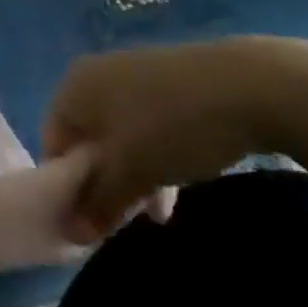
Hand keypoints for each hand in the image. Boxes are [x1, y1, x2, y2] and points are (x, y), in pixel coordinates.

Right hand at [42, 38, 296, 243]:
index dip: (68, 185)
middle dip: (106, 182)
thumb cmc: (172, 126)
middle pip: (88, 139)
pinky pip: (148, 122)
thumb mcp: (132, 172)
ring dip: (135, 174)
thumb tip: (70, 233)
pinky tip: (184, 175)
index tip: (93, 218)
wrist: (253, 85)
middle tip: (130, 216)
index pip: (53, 143)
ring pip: (121, 134)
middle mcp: (94, 74)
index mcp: (72, 87)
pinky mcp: (169, 78)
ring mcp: (132, 72)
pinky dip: (157, 152)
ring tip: (162, 209)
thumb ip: (98, 203)